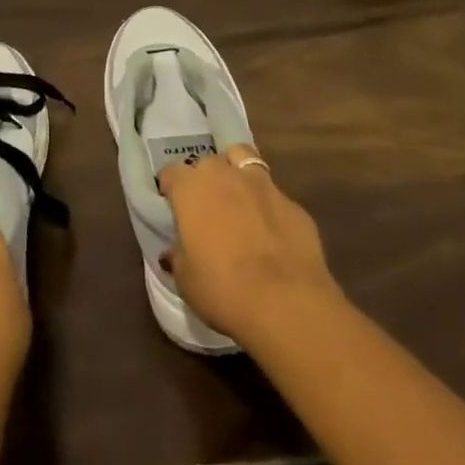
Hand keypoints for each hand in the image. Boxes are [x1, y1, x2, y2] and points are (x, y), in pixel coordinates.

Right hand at [158, 145, 342, 348]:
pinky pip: (274, 195)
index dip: (170, 188)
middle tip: (206, 208)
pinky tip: (270, 232)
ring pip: (244, 161)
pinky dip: (267, 206)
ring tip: (238, 202)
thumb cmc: (223, 289)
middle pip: (209, 163)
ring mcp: (263, 185)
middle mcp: (225, 175)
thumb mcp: (185, 279)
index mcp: (191, 188)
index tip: (172, 207)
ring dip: (237, 176)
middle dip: (205, 179)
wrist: (287, 303)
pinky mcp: (294, 204)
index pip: (171, 172)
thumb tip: (174, 250)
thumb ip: (178, 255)